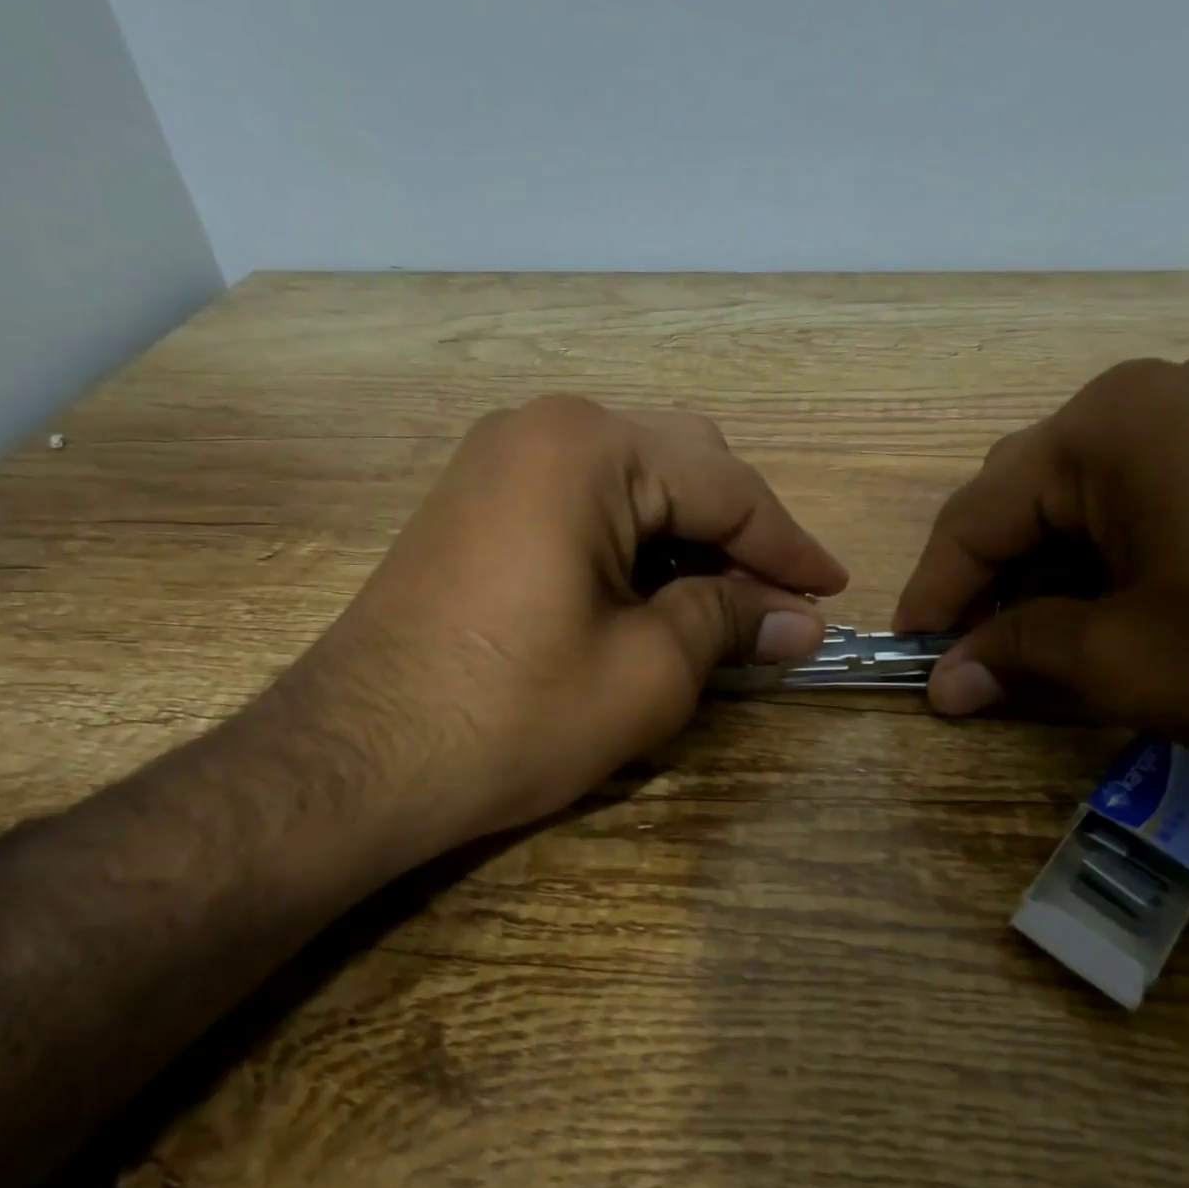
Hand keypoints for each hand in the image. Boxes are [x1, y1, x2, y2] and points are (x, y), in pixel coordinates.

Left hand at [278, 397, 846, 868]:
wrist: (354, 761)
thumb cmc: (513, 714)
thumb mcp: (649, 672)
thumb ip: (733, 624)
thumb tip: (802, 621)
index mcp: (590, 447)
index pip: (727, 487)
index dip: (790, 546)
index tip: (834, 591)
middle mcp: (543, 426)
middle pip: (683, 466)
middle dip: (741, 537)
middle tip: (780, 604)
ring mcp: (500, 457)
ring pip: (635, 480)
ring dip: (689, 538)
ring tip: (727, 605)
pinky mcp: (477, 498)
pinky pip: (584, 499)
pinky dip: (635, 541)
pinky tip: (657, 591)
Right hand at [894, 356, 1188, 821]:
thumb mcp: (1130, 664)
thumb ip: (1017, 658)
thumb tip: (942, 684)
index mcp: (1108, 425)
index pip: (976, 514)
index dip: (933, 591)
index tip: (910, 653)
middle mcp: (1161, 394)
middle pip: (1028, 495)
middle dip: (991, 579)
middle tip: (975, 654)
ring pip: (1090, 496)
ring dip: (1052, 570)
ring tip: (1044, 639)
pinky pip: (1155, 493)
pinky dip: (1115, 553)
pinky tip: (1121, 606)